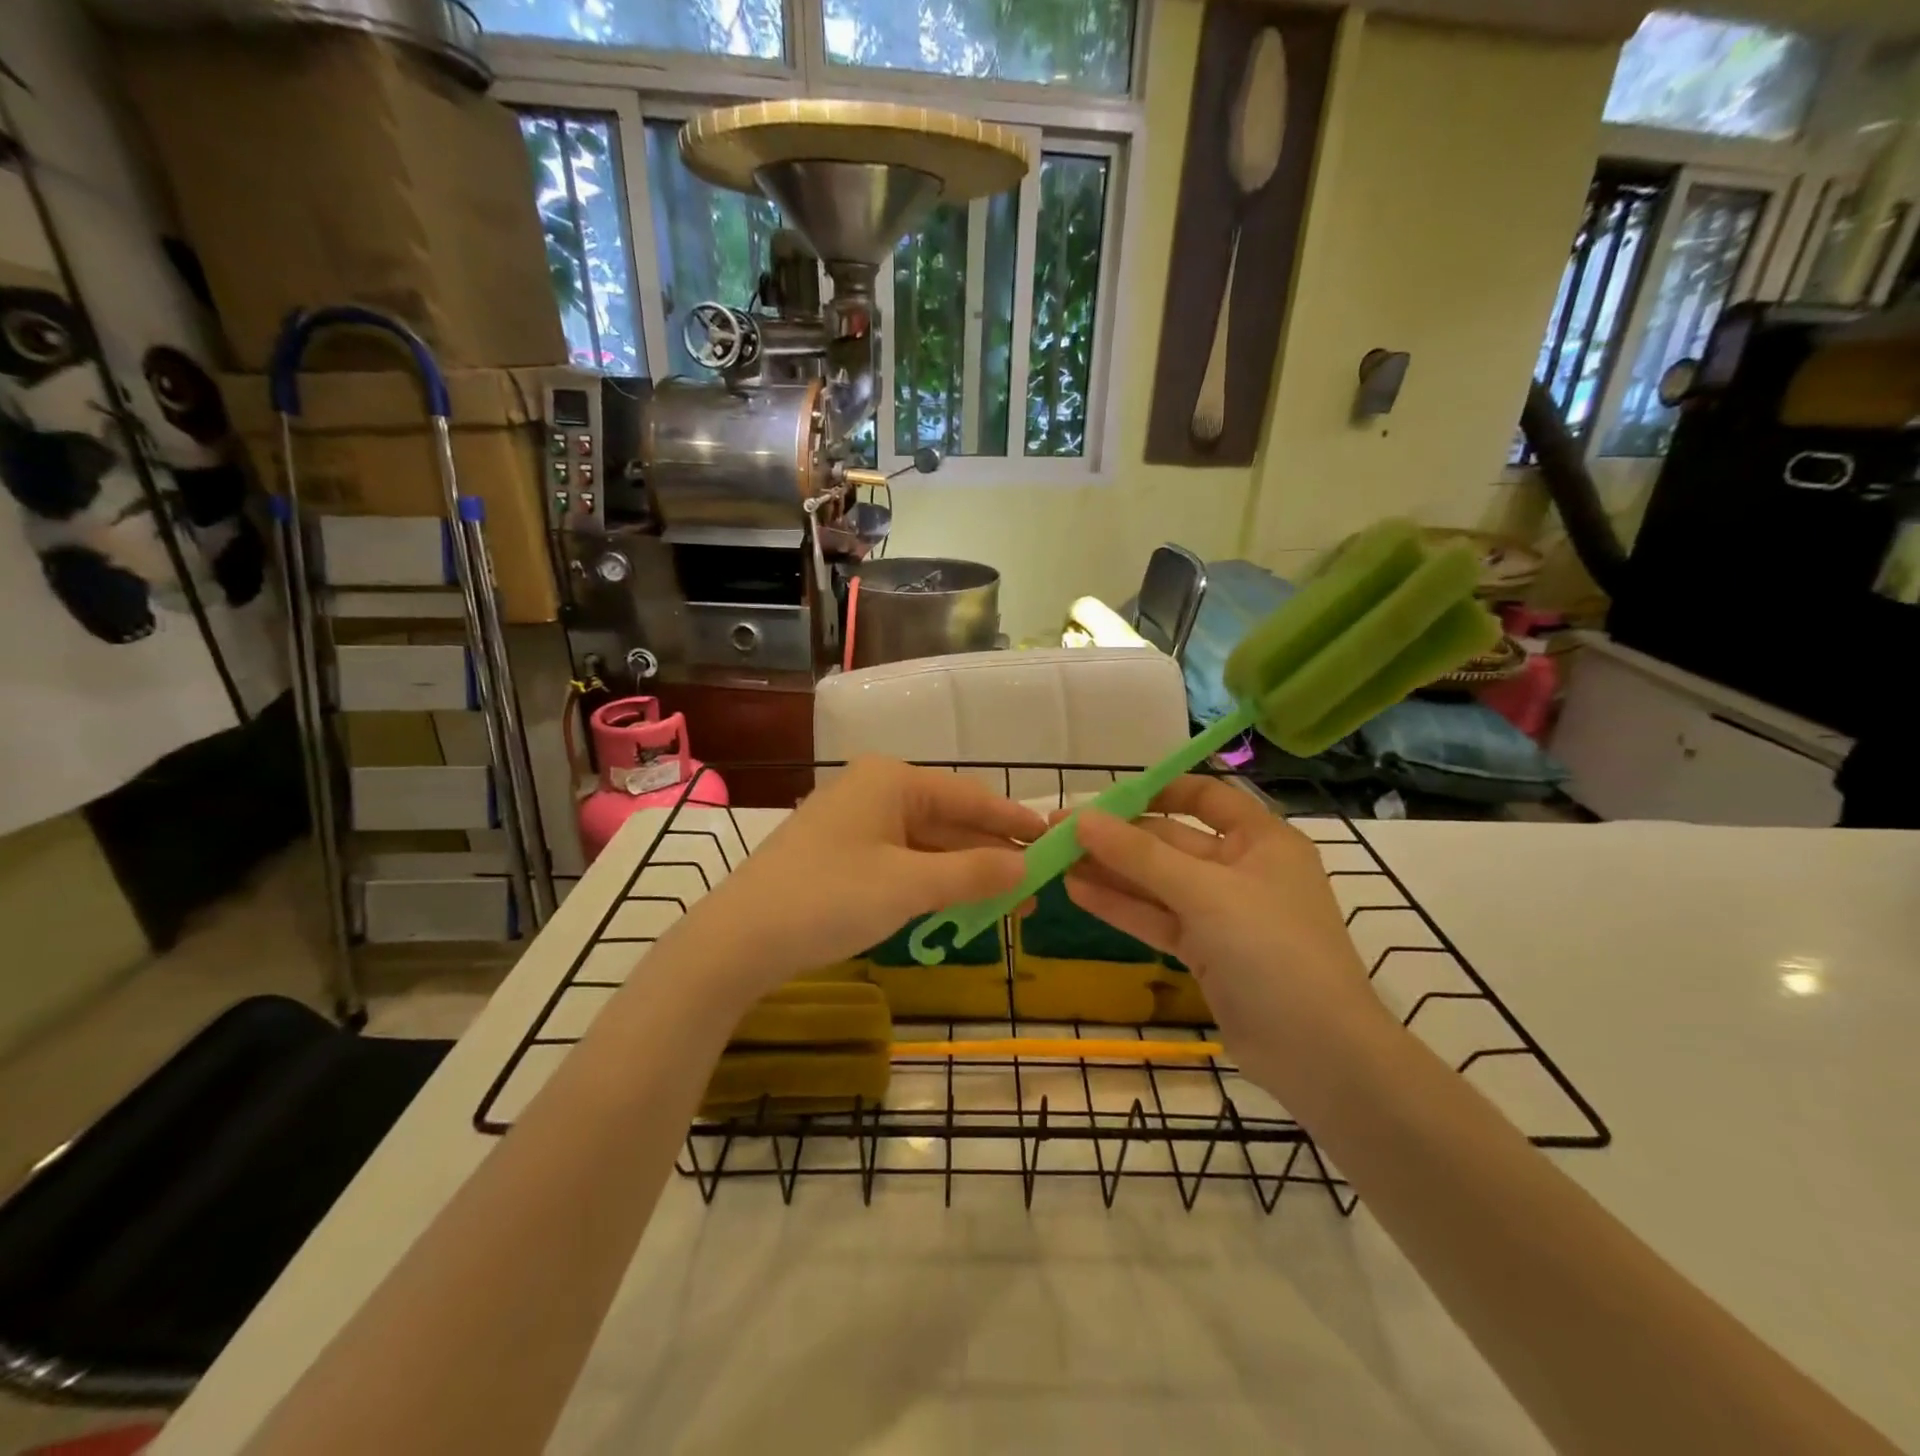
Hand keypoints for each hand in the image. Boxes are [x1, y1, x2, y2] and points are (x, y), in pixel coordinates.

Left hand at [672, 757, 1044, 1001]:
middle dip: (990, 856)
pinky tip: (955, 906)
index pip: (970, 797)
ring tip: (1004, 906)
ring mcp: (855, 823)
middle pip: (949, 820)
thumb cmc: (829, 898)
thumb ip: (973, 872)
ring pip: (925, 844)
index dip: (1014, 820)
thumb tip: (1026, 866)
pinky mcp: (841, 854)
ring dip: (962, 873)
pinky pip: (901, 861)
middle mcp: (875, 791)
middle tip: (1033, 890)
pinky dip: (930, 883)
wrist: (738, 940)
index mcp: (892, 780)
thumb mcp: (909, 886)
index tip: (1054, 840)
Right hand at [1063, 776, 1391, 1098]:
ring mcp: (1222, 914)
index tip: (1106, 796)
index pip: (1205, 798)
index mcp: (1261, 839)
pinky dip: (1121, 906)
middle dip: (1117, 837)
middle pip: (1171, 841)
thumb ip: (1140, 855)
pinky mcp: (1206, 952)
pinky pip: (1158, 918)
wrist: (1319, 1055)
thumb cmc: (1273, 950)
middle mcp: (1241, 869)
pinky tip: (1077, 892)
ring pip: (1158, 883)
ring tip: (1055, 860)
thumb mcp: (1206, 893)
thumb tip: (1081, 819)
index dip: (1157, 791)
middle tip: (1058, 832)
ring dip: (1111, 871)